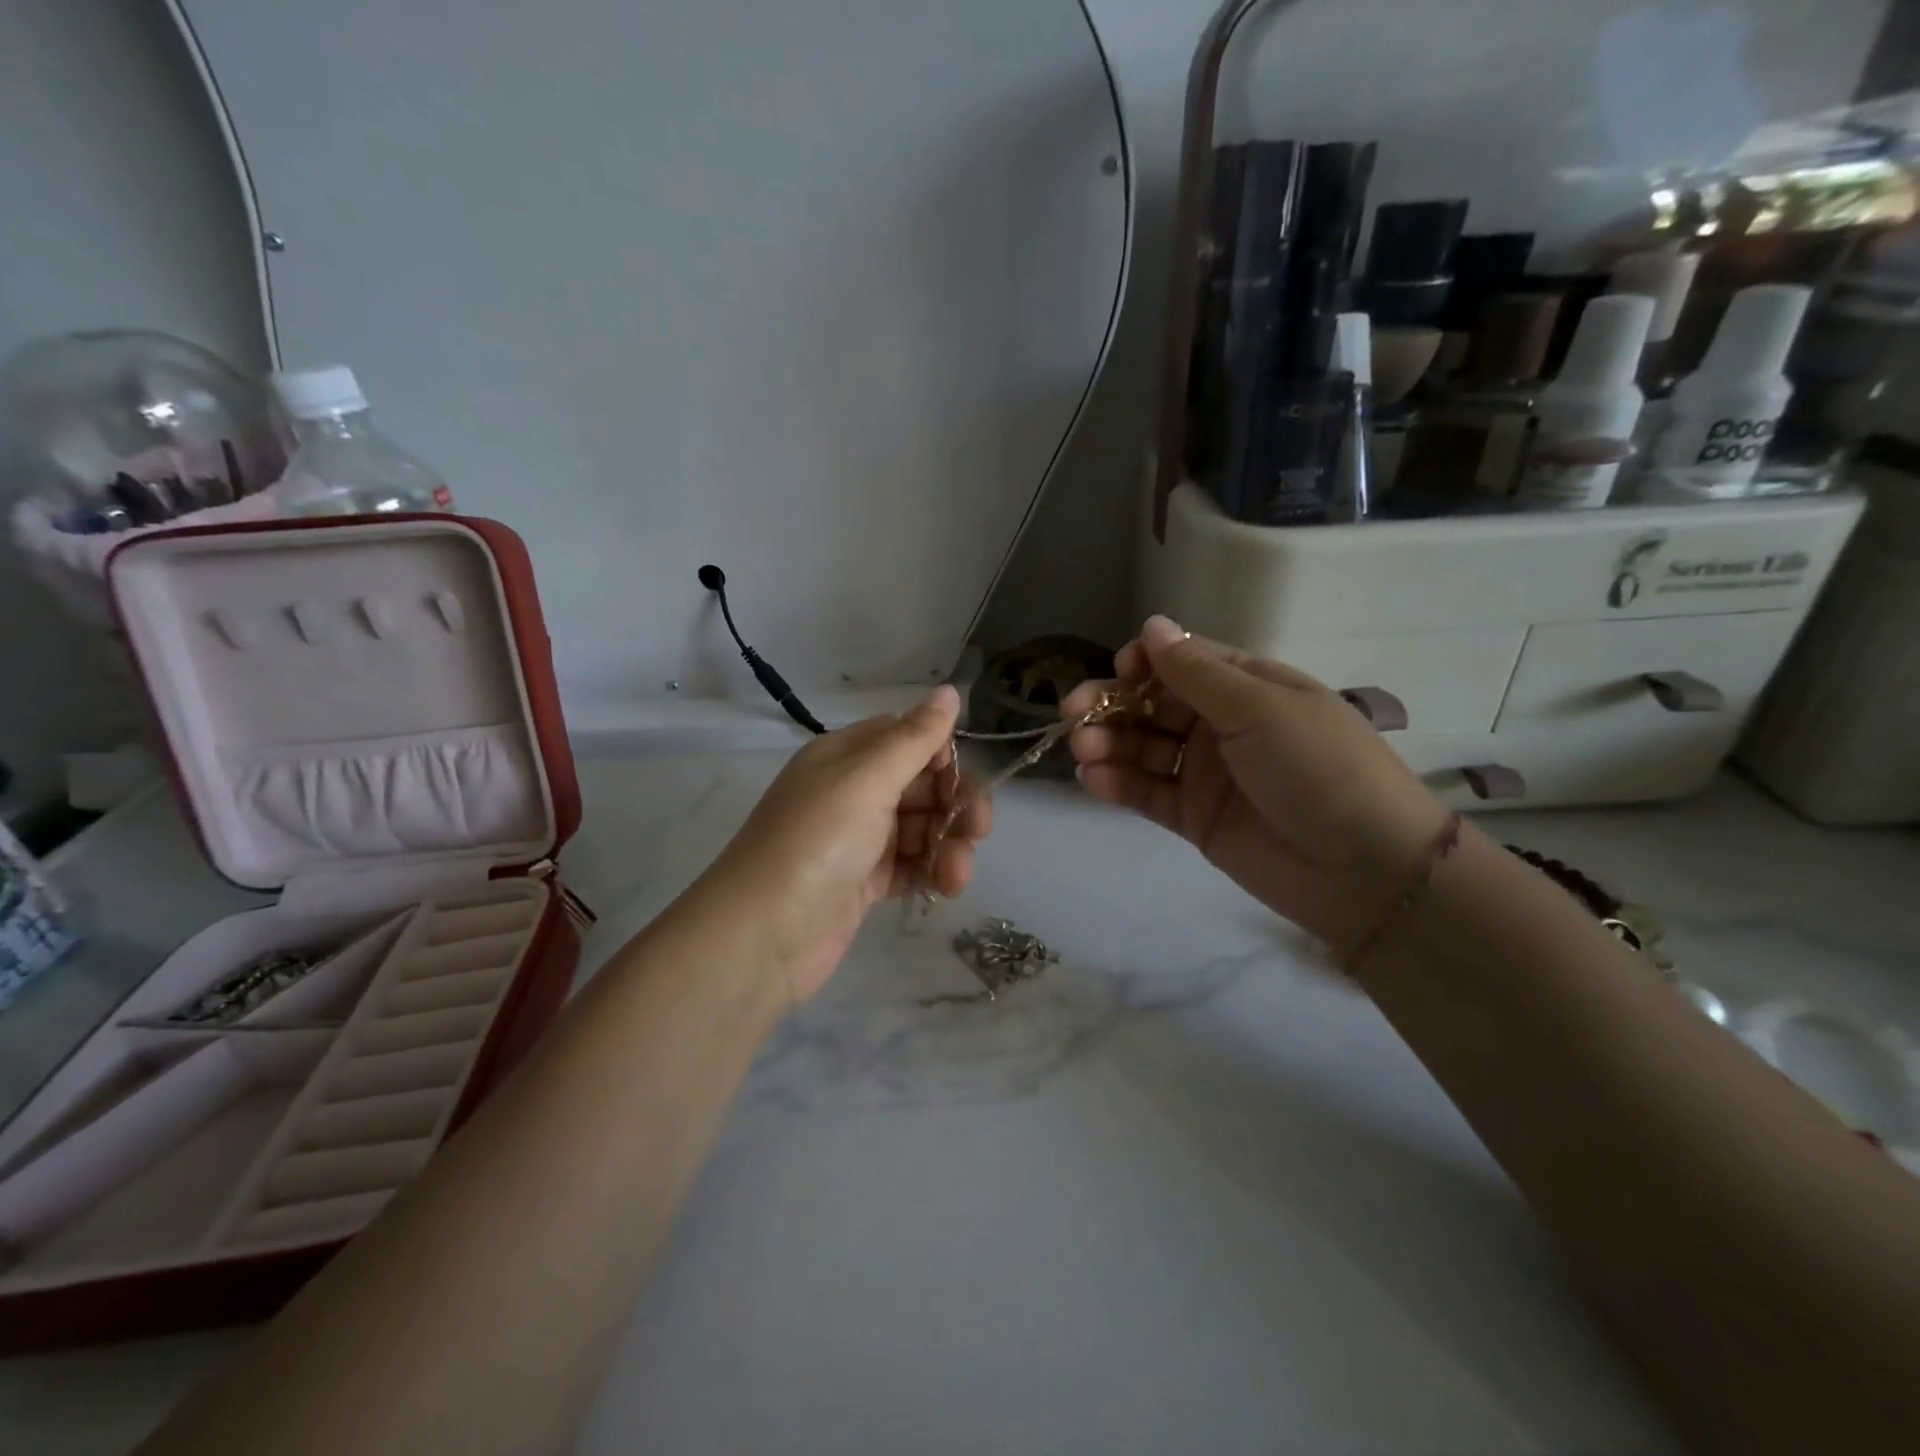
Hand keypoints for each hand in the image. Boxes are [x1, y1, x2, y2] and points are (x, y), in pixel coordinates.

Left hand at [704, 686, 991, 1004]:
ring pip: (922, 828)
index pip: (906, 738)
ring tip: (955, 875)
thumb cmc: (816, 841)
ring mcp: (858, 839)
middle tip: (977, 831)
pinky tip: (944, 888)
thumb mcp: (867, 779)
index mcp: (846, 756)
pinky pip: (911, 865)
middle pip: (921, 785)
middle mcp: (852, 791)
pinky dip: (931, 872)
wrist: (763, 935)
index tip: (960, 780)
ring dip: (948, 845)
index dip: (941, 755)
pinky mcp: (864, 881)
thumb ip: (915, 737)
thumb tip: (950, 689)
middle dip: (955, 805)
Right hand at [1064, 617, 1449, 959]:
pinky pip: (1146, 792)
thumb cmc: (1318, 767)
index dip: (1144, 663)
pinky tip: (1092, 781)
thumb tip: (1151, 624)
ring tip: (1083, 752)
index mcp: (1246, 686)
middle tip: (1074, 715)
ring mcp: (1204, 772)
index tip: (1118, 671)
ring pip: (1142, 748)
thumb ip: (1197, 672)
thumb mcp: (1259, 708)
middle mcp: (1220, 724)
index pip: (1182, 661)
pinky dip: (1117, 784)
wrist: (1363, 868)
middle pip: (1152, 704)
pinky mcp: (1192, 816)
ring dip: (1108, 744)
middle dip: (1111, 705)